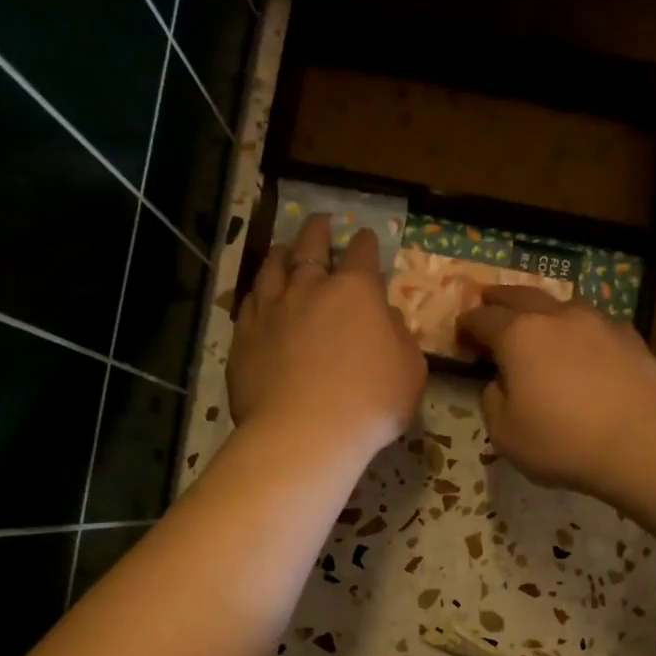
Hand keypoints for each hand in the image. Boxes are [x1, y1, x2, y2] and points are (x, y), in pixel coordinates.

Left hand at [228, 213, 426, 456]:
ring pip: (274, 268)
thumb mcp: (410, 371)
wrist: (304, 433)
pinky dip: (258, 290)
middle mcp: (310, 288)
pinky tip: (258, 292)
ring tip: (283, 247)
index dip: (366, 243)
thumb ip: (401, 338)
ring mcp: (272, 310)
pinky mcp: (245, 336)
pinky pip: (250, 301)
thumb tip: (388, 318)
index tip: (366, 236)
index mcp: (356, 292)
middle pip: (312, 247)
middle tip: (320, 222)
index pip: (363, 254)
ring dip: (282, 253)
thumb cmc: (370, 403)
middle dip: (319, 232)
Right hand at [459, 286, 655, 494]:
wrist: (645, 443)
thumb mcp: (506, 434)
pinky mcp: (632, 338)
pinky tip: (584, 349)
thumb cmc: (563, 442)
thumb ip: (493, 401)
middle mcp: (558, 317)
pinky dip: (580, 332)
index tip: (461, 333)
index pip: (483, 318)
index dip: (467, 324)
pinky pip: (595, 326)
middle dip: (500, 298)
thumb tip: (501, 383)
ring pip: (563, 306)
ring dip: (544, 311)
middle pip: (521, 296)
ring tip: (539, 324)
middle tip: (488, 300)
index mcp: (519, 335)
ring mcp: (599, 323)